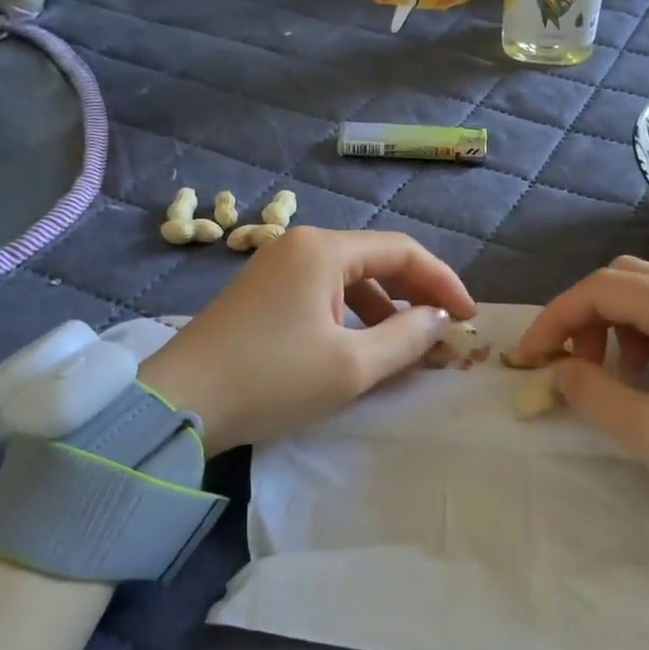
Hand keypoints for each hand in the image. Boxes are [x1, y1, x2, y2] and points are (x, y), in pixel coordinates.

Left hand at [137, 227, 475, 454]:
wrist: (179, 403)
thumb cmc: (273, 379)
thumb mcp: (352, 365)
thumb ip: (407, 337)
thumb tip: (440, 319)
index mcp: (324, 249)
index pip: (403, 252)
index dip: (444, 283)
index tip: (469, 318)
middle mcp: (300, 246)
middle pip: (376, 261)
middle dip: (416, 296)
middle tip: (445, 332)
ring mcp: (276, 269)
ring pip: (350, 280)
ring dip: (385, 311)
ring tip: (407, 349)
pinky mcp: (262, 295)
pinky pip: (323, 296)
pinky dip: (352, 319)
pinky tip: (361, 349)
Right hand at [514, 257, 648, 542]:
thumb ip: (593, 395)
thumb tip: (556, 372)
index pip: (598, 289)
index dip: (553, 320)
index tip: (528, 360)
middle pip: (622, 279)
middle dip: (583, 316)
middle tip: (572, 365)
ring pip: (648, 294)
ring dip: (613, 324)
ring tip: (612, 375)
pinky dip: (642, 335)